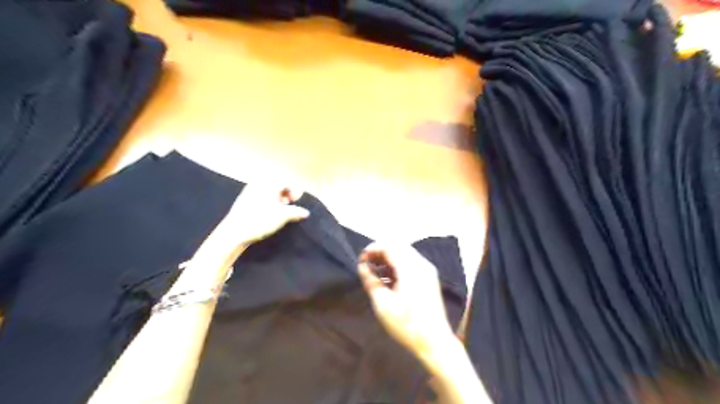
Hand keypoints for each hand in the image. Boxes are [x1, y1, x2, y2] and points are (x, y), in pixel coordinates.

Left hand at [219, 181, 309, 245]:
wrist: (234, 232)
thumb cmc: (260, 220)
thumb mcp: (283, 216)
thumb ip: (296, 212)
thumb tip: (306, 212)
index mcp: (269, 183)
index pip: (287, 179)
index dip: (295, 189)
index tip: (295, 201)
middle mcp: (259, 183)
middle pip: (278, 182)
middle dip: (287, 192)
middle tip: (289, 203)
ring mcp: (250, 190)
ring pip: (269, 188)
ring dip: (278, 196)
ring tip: (280, 208)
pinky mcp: (244, 199)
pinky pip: (261, 193)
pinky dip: (269, 199)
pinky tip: (268, 211)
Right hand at [358, 243, 453, 356]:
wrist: (434, 341)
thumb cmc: (406, 324)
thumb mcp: (383, 304)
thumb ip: (371, 281)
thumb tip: (362, 266)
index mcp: (410, 269)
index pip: (389, 246)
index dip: (373, 249)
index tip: (361, 259)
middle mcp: (421, 264)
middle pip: (398, 246)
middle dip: (380, 252)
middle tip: (367, 264)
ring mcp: (427, 270)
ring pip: (405, 253)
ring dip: (389, 258)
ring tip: (375, 271)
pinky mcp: (429, 277)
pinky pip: (411, 262)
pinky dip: (398, 265)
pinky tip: (388, 278)